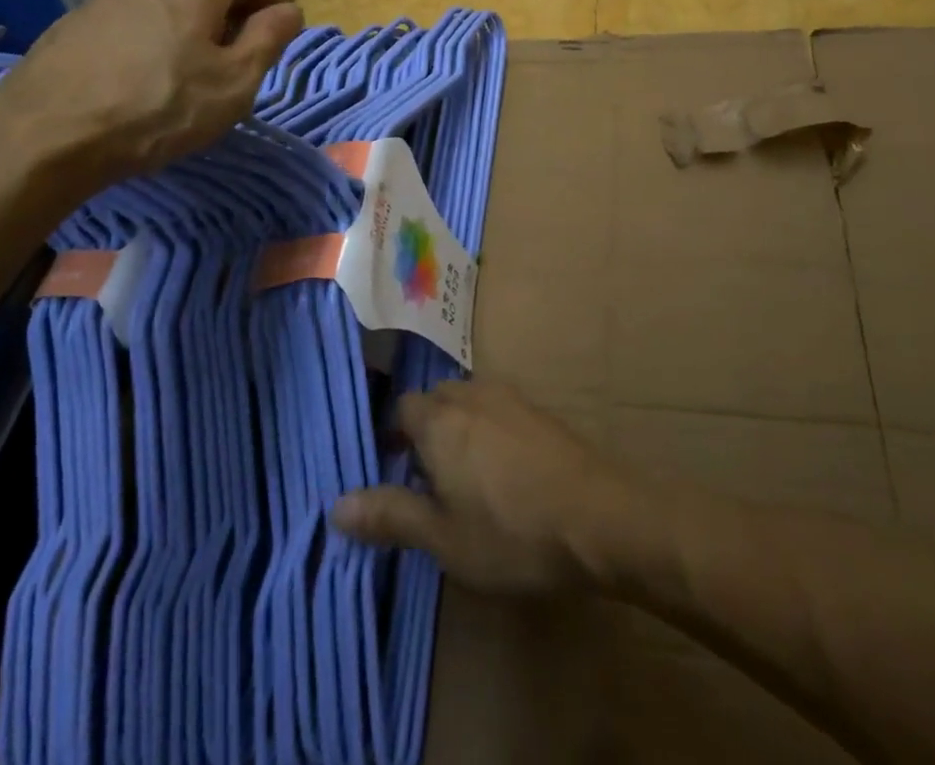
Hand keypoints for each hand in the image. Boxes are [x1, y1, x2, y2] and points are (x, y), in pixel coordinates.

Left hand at [0, 0, 301, 193]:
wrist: (46, 134)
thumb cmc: (159, 106)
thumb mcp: (234, 82)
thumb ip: (269, 39)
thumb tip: (290, 10)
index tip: (277, 30)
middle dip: (229, 10)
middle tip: (236, 52)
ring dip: (188, 22)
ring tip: (190, 66)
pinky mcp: (74, 21)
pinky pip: (131, 18)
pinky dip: (150, 35)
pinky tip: (143, 75)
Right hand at [330, 380, 643, 593]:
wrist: (598, 516)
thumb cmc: (510, 532)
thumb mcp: (442, 538)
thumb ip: (390, 516)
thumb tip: (337, 505)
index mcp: (440, 420)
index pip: (402, 408)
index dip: (392, 436)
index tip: (392, 471)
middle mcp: (471, 396)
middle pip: (435, 400)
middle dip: (424, 430)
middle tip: (424, 478)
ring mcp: (510, 398)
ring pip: (469, 402)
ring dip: (458, 428)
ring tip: (462, 477)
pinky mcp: (540, 411)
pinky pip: (498, 410)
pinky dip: (488, 430)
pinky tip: (503, 471)